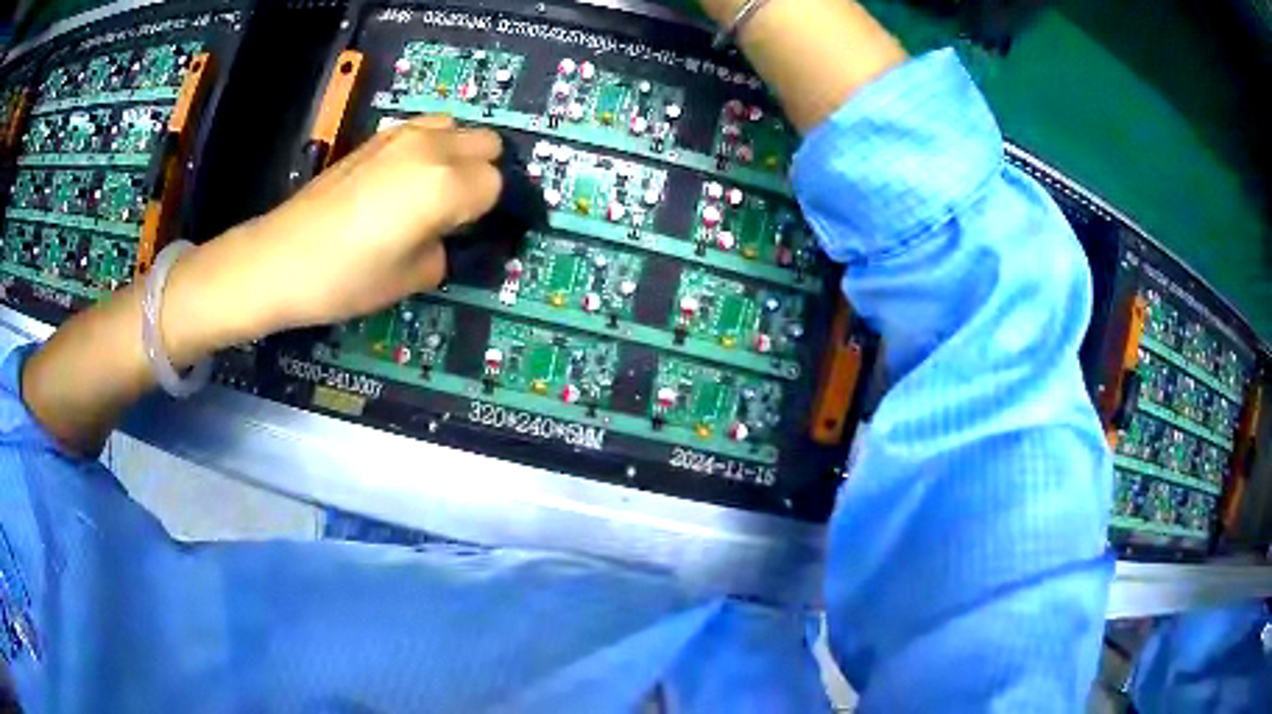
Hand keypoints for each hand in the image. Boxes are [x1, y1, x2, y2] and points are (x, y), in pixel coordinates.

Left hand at [166, 115, 502, 350]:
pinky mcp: (375, 136)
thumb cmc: (345, 278)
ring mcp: (400, 135)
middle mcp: (431, 148)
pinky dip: (430, 147)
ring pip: (457, 128)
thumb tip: (448, 237)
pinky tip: (404, 180)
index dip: (489, 213)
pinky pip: (423, 129)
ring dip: (459, 154)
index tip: (470, 234)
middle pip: (487, 144)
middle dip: (483, 175)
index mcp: (445, 184)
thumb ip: (445, 251)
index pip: (497, 185)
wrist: (279, 258)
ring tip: (434, 190)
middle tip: (459, 212)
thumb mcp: (410, 279)